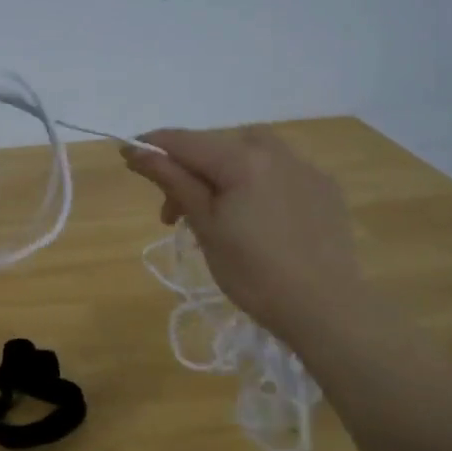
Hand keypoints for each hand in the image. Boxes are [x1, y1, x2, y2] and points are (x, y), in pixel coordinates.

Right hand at [122, 127, 361, 341]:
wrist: (325, 309)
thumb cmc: (254, 273)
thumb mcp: (205, 226)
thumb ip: (173, 181)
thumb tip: (136, 150)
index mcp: (243, 159)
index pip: (185, 141)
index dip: (152, 146)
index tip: (126, 157)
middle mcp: (276, 151)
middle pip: (218, 146)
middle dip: (189, 171)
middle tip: (173, 214)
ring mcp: (305, 168)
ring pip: (251, 155)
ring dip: (223, 174)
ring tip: (216, 214)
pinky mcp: (325, 189)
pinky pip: (279, 173)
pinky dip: (256, 185)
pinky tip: (256, 219)